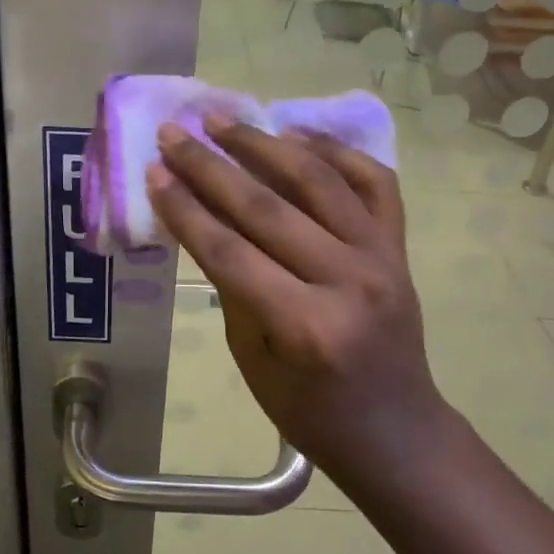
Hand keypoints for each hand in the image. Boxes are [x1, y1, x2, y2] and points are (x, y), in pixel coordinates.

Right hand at [146, 118, 444, 482]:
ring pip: (317, 181)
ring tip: (223, 121)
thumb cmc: (310, 412)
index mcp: (303, 325)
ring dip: (264, 144)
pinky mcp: (399, 248)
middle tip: (175, 133)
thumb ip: (232, 287)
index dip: (185, 208)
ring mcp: (380, 258)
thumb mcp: (251, 361)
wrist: (396, 432)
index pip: (229, 251)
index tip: (154, 171)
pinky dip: (336, 152)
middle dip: (211, 166)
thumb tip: (207, 221)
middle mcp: (346, 281)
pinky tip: (297, 134)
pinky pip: (373, 182)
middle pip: (266, 207)